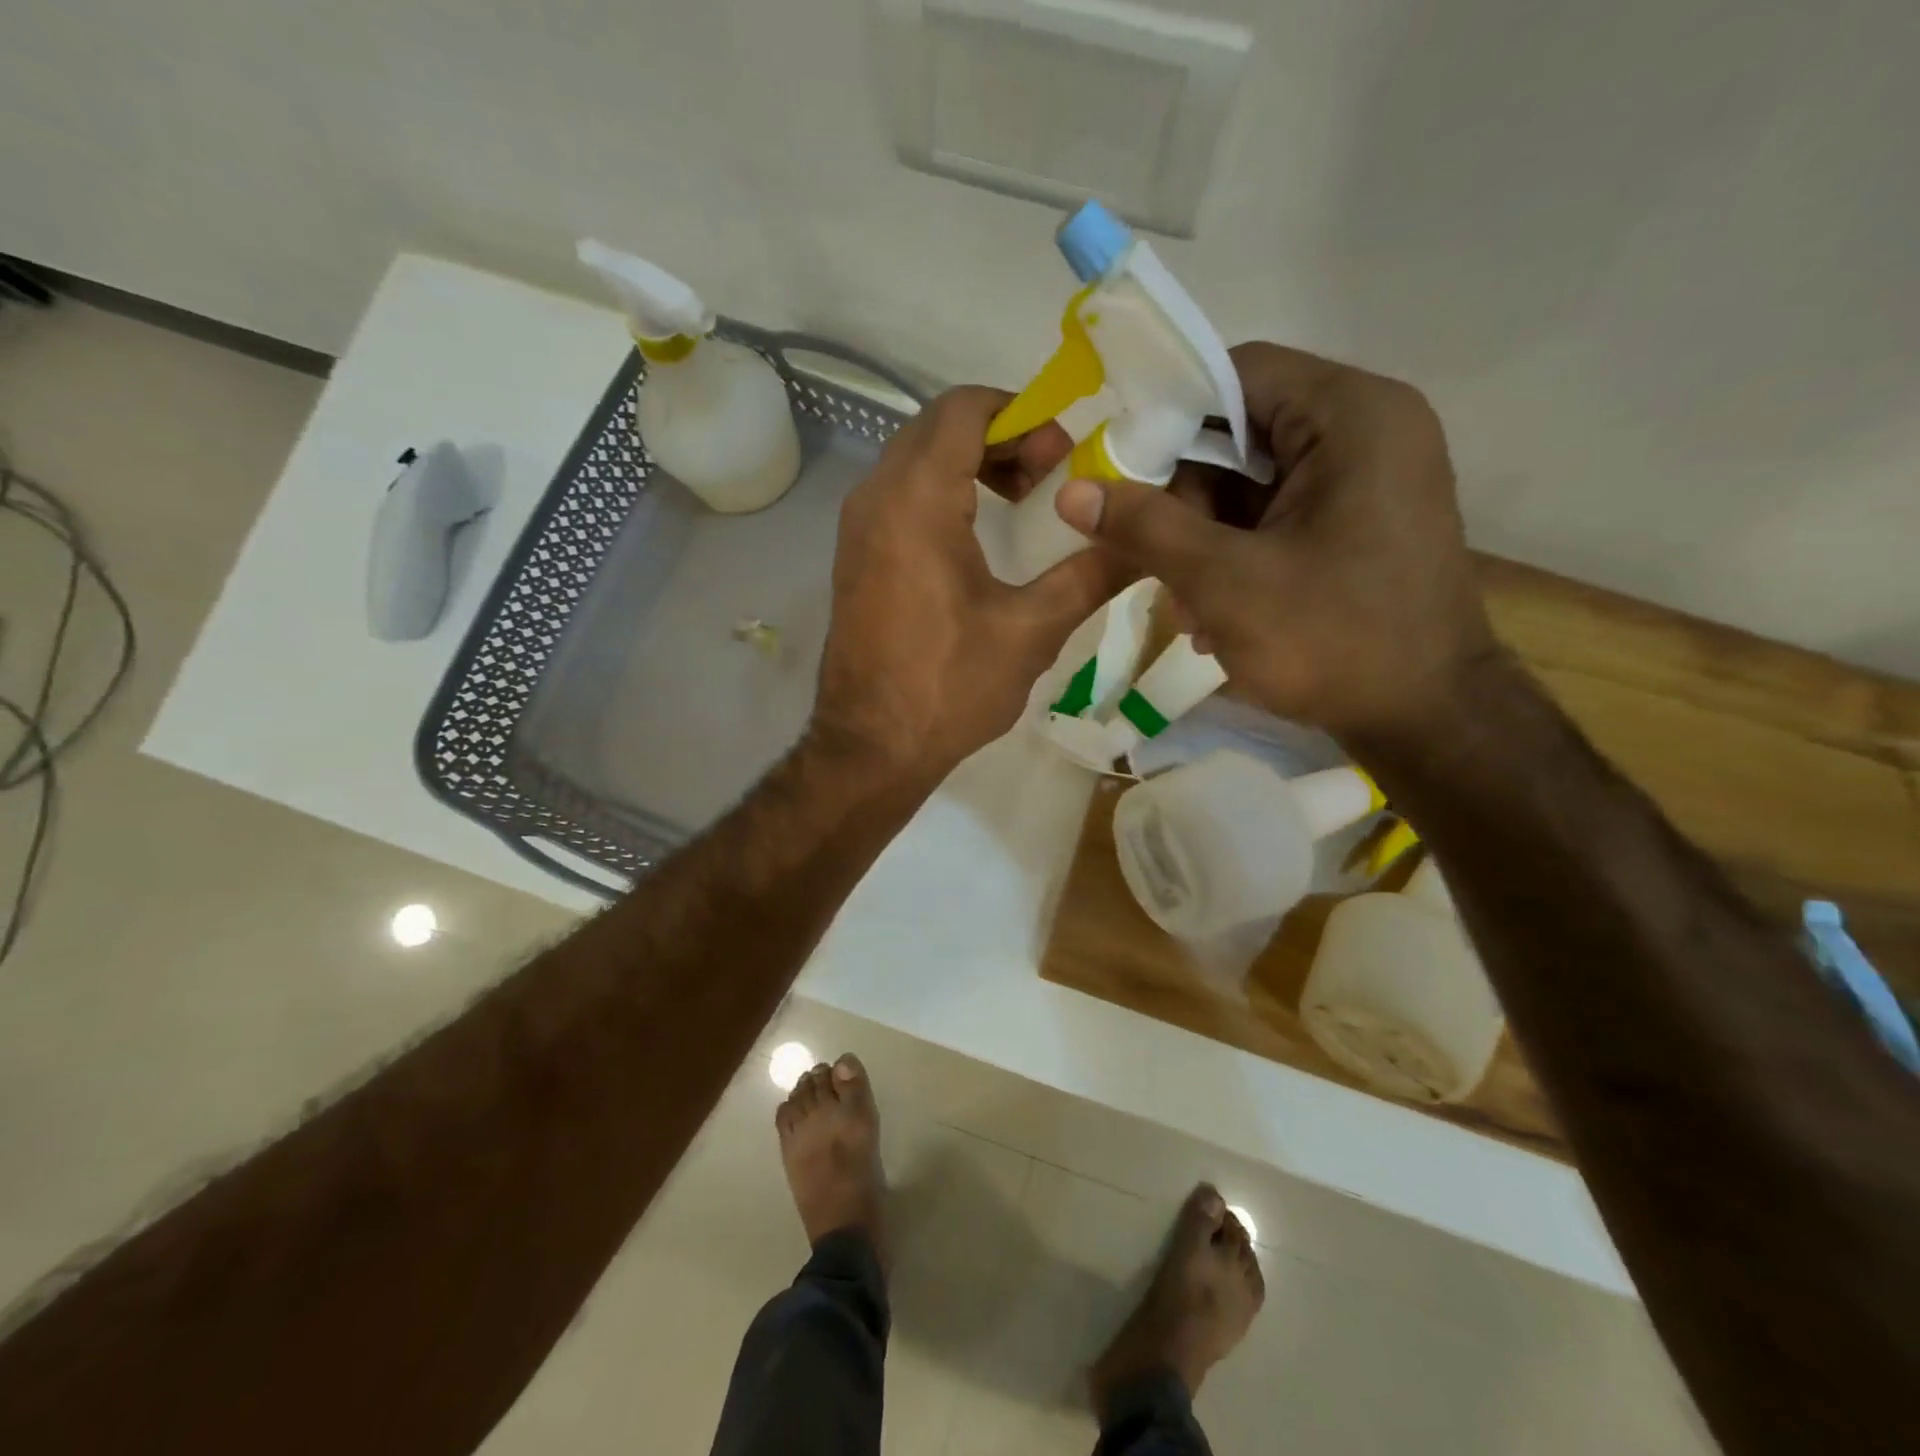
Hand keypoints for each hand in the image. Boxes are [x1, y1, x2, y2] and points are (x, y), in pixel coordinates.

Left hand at [811, 386, 1126, 781]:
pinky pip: (899, 495)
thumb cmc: (949, 687)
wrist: (871, 747)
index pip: (965, 408)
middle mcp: (875, 497)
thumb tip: (1146, 542)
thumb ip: (1091, 574)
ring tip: (1023, 501)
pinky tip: (980, 535)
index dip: (1021, 414)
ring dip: (971, 463)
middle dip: (1001, 436)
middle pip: (939, 427)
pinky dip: (942, 492)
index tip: (1062, 455)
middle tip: (1050, 476)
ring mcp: (857, 527)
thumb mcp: (1031, 631)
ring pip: (916, 459)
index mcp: (916, 499)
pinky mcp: (855, 557)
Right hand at [1054, 343, 1497, 747]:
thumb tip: (1071, 491)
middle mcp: (1368, 431)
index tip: (1120, 471)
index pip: (1238, 373)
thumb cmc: (1334, 641)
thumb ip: (1146, 528)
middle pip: (1241, 434)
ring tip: (1186, 606)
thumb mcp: (1225, 581)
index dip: (1169, 415)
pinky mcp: (1360, 526)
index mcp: (1352, 416)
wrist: (1429, 721)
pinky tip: (1215, 613)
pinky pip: (1277, 519)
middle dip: (1185, 500)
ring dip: (1204, 540)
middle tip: (1153, 559)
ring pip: (1253, 485)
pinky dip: (1236, 556)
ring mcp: (1368, 482)